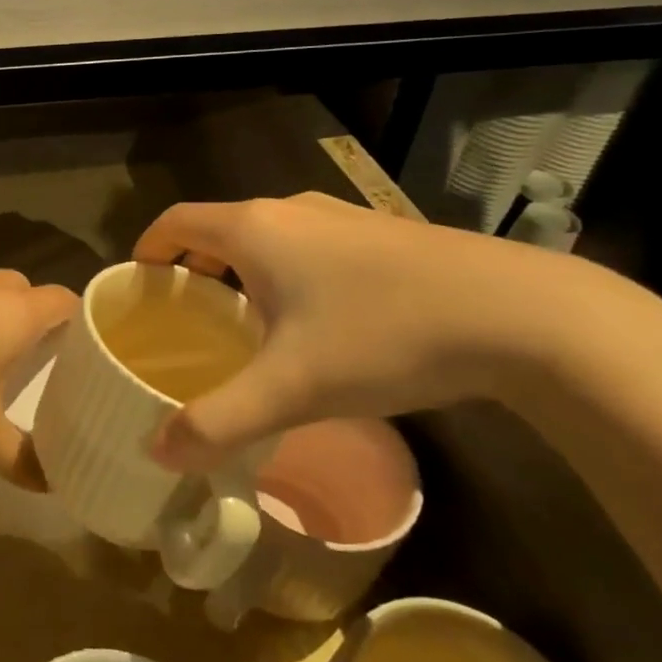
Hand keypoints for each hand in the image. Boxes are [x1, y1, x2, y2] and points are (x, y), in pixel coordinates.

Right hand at [133, 193, 559, 471]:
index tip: (138, 290)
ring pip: (268, 239)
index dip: (148, 250)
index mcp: (255, 229)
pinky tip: (314, 325)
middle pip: (219, 230)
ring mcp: (342, 217)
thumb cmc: (383, 337)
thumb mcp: (291, 389)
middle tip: (185, 323)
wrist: (523, 315)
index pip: (176, 222)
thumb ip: (217, 421)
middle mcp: (292, 209)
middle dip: (193, 270)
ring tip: (243, 328)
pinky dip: (286, 274)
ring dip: (242, 274)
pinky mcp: (382, 235)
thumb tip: (157, 452)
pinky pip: (308, 246)